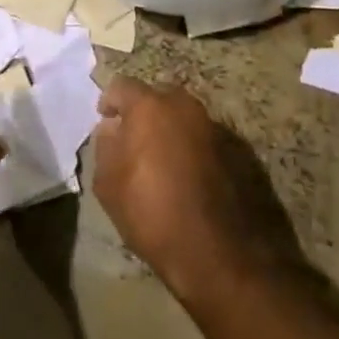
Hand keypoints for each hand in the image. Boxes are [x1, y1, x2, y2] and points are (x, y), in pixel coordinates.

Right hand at [92, 77, 288, 304]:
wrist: (216, 252)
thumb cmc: (152, 214)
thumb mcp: (108, 184)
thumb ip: (105, 146)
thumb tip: (112, 128)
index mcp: (149, 107)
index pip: (122, 86)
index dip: (109, 100)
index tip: (105, 120)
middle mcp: (183, 106)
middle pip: (156, 96)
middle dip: (142, 111)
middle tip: (132, 137)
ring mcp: (212, 125)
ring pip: (182, 115)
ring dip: (168, 127)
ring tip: (159, 156)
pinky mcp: (234, 148)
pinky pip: (201, 135)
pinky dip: (189, 144)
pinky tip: (184, 171)